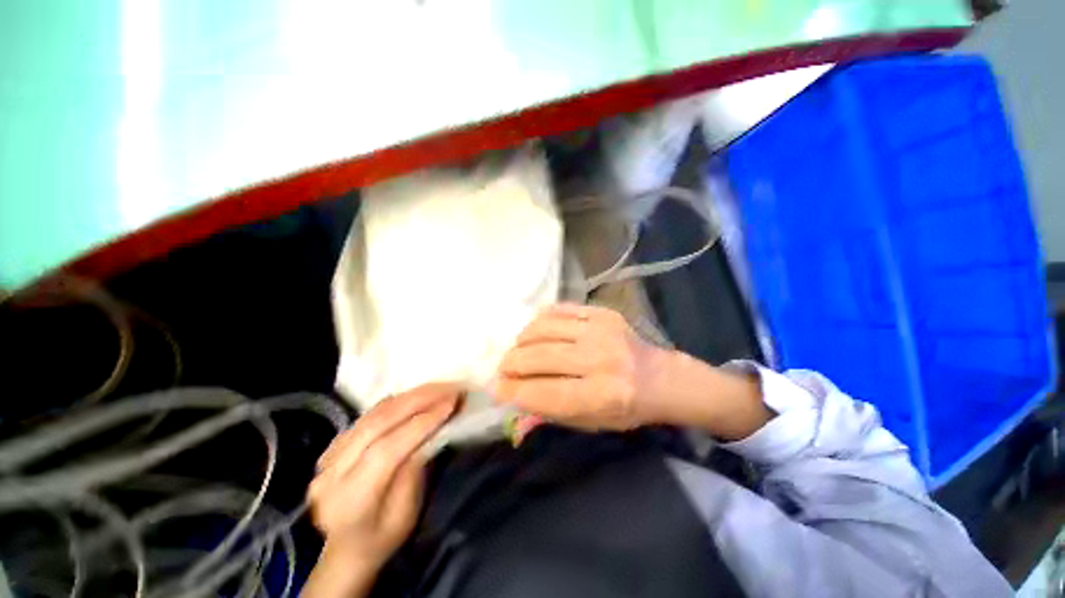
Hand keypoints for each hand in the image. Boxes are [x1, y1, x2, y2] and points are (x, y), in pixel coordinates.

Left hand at [307, 384, 459, 581]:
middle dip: (419, 400)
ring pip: (373, 414)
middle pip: (378, 424)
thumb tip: (431, 429)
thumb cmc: (381, 538)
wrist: (344, 549)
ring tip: (437, 387)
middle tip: (449, 388)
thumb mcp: (406, 513)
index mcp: (350, 500)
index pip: (387, 450)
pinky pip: (367, 415)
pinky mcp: (333, 445)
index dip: (421, 422)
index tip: (451, 402)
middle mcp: (332, 473)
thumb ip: (414, 470)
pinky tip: (414, 396)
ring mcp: (328, 456)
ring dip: (409, 396)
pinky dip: (395, 402)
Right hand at [494, 304, 668, 431]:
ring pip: (544, 328)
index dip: (514, 391)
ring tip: (518, 350)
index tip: (496, 389)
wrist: (659, 377)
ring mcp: (601, 330)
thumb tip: (511, 400)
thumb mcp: (590, 424)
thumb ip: (549, 412)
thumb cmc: (625, 408)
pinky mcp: (601, 312)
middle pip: (540, 356)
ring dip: (522, 340)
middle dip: (512, 363)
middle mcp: (601, 359)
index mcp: (602, 395)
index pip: (545, 392)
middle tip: (502, 368)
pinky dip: (539, 321)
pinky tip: (535, 332)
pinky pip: (558, 309)